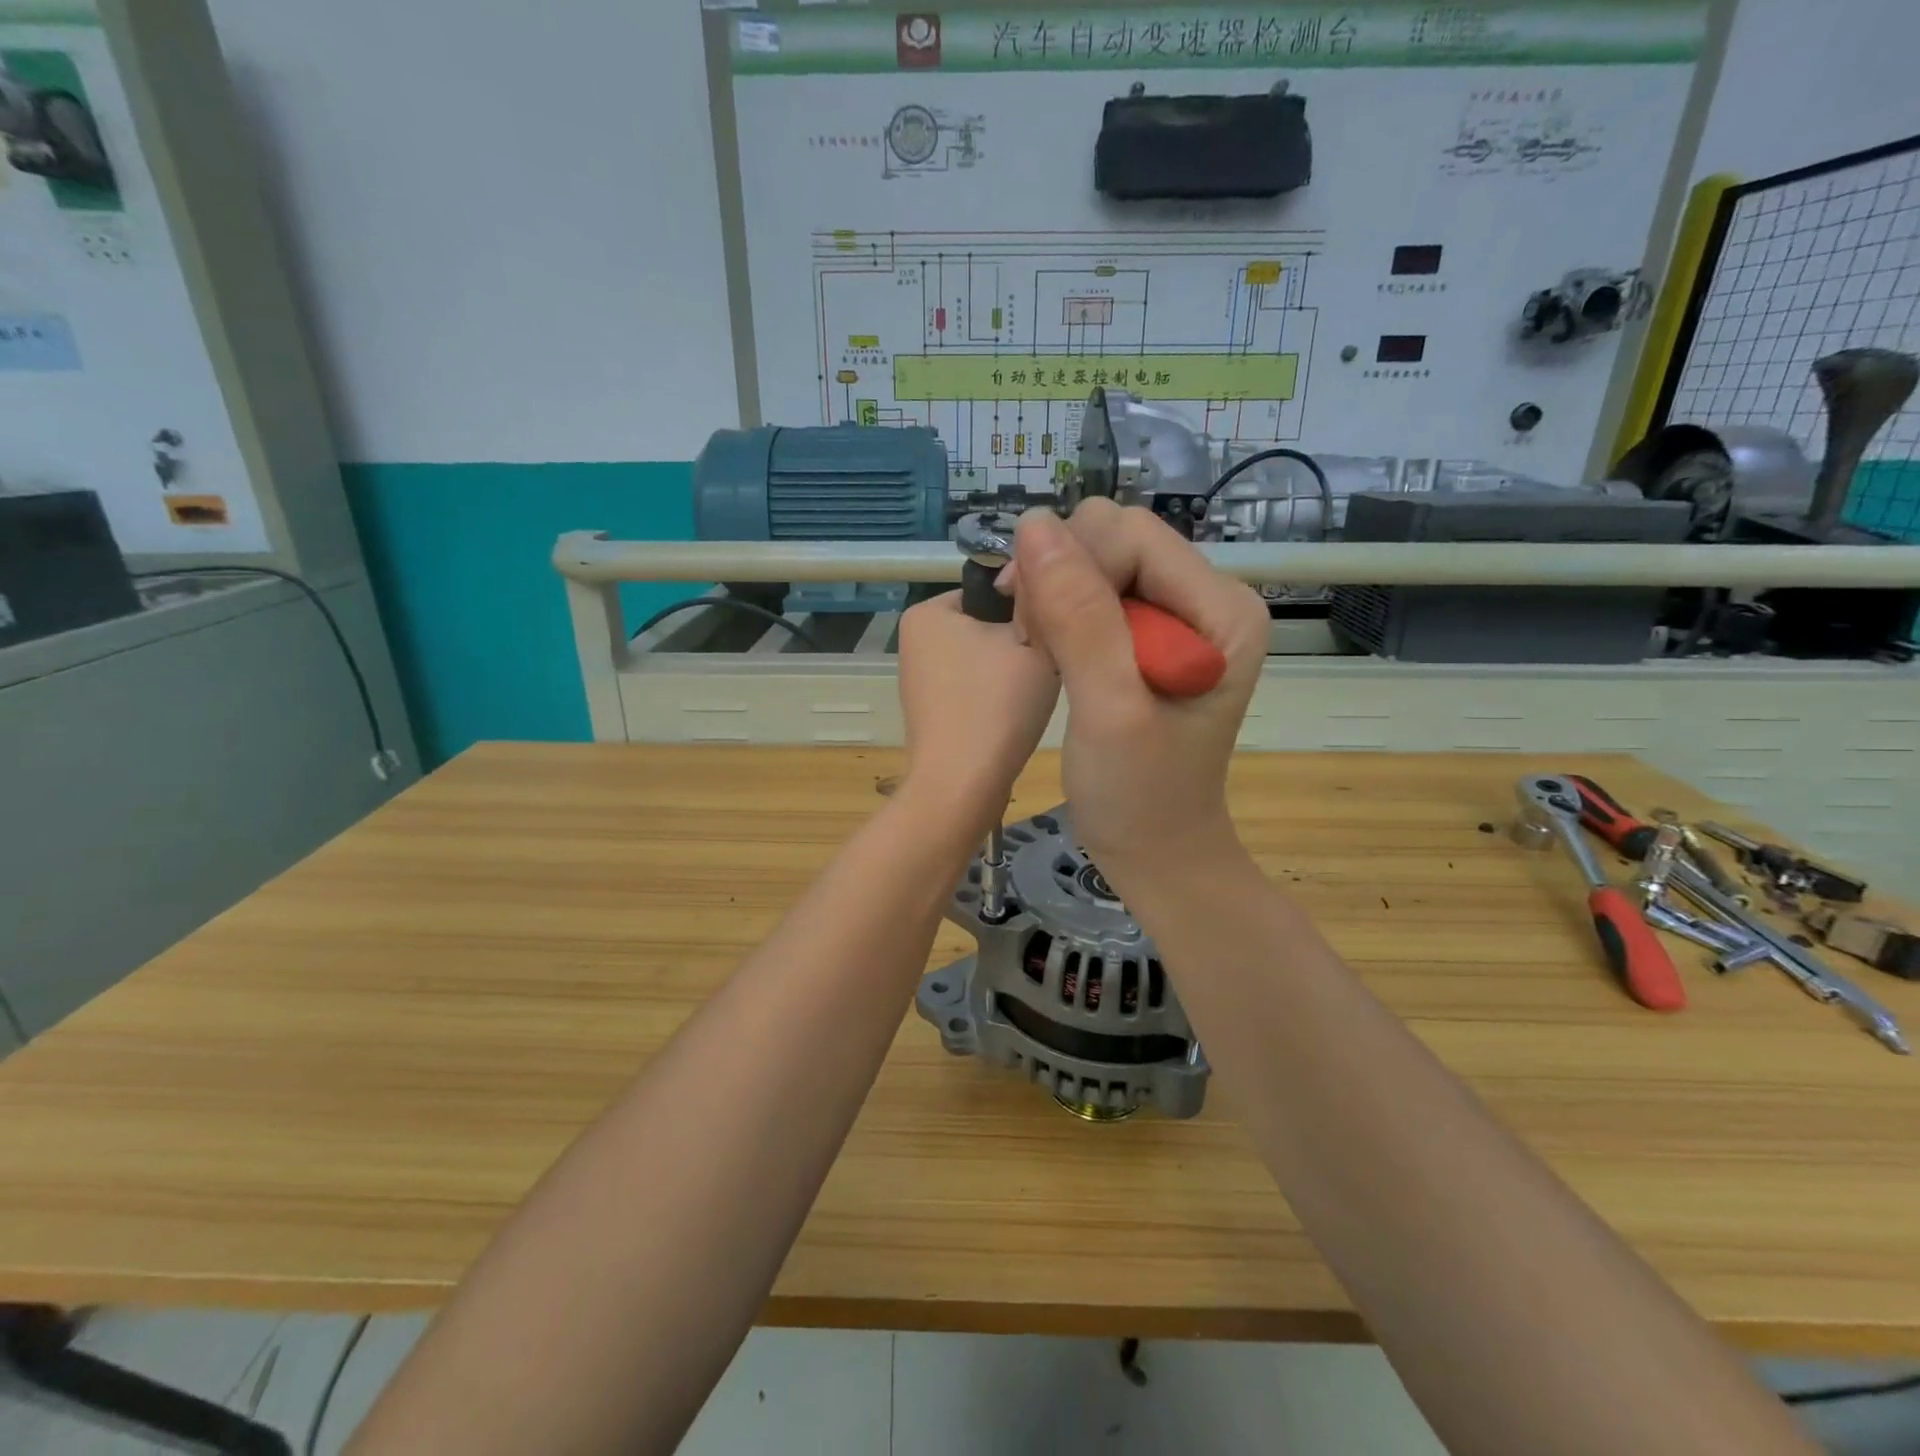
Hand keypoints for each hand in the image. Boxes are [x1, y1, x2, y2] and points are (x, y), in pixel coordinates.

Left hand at [895, 591, 1058, 840]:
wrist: (961, 787)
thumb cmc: (997, 706)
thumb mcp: (1034, 638)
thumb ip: (1038, 599)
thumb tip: (1044, 572)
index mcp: (927, 611)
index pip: (992, 589)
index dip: (1028, 609)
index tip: (1050, 637)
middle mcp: (913, 639)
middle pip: (986, 624)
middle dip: (1017, 642)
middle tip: (1045, 669)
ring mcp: (917, 678)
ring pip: (982, 658)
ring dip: (1009, 671)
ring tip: (1028, 697)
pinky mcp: (927, 711)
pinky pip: (971, 687)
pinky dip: (993, 698)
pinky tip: (1009, 718)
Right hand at [1010, 502, 1267, 890]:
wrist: (1157, 849)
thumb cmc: (1140, 796)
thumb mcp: (1109, 711)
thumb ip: (1080, 619)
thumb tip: (1034, 524)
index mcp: (1221, 608)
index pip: (1130, 536)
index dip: (1071, 568)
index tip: (1031, 631)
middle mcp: (1205, 597)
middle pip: (1114, 537)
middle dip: (1059, 577)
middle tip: (1035, 642)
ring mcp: (1178, 614)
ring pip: (1095, 559)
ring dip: (1052, 595)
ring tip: (1041, 652)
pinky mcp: (1149, 633)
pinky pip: (1092, 591)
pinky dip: (1058, 613)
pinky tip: (1048, 651)